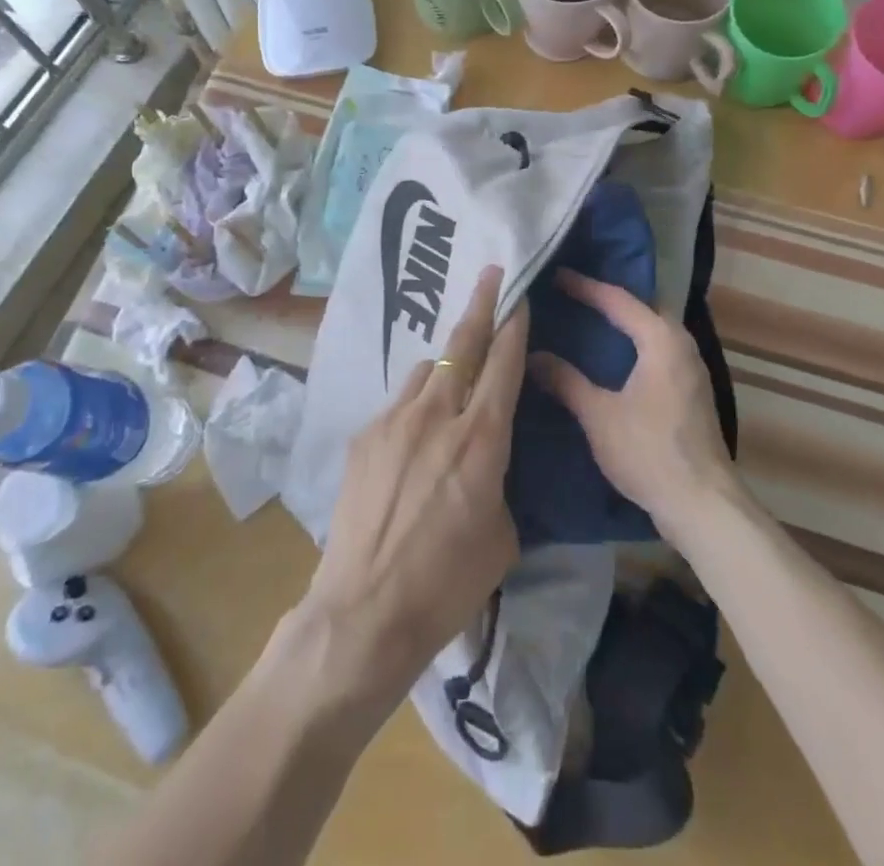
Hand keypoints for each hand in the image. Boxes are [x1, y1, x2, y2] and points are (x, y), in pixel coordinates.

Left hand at [292, 266, 525, 719]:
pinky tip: (415, 436)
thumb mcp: (502, 533)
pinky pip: (400, 403)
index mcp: (481, 438)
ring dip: (447, 364)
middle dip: (480, 303)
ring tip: (454, 378)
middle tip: (489, 272)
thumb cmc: (448, 583)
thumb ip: (498, 476)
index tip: (519, 297)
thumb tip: (485, 454)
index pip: (503, 363)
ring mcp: (394, 420)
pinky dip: (416, 404)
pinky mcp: (364, 436)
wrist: (365, 611)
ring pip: (428, 369)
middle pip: (463, 343)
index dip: (514, 326)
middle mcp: (438, 414)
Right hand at [529, 269, 737, 541]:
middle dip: (609, 300)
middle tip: (573, 295)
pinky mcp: (692, 392)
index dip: (585, 287)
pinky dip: (635, 345)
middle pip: (643, 308)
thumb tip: (532, 355)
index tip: (556, 276)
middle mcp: (682, 344)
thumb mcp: (598, 415)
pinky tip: (614, 360)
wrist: (702, 504)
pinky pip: (659, 352)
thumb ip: (566, 381)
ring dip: (625, 323)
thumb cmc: (649, 451)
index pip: (618, 300)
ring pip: (653, 331)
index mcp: (661, 339)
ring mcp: (691, 369)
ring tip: (589, 321)